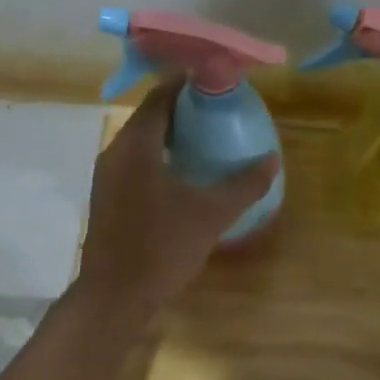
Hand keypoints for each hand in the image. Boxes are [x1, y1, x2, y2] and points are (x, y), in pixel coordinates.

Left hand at [76, 79, 280, 314]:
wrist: (114, 298)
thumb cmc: (162, 246)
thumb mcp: (212, 213)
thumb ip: (245, 184)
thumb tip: (272, 159)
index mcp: (136, 145)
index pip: (160, 96)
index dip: (187, 83)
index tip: (216, 80)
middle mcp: (116, 153)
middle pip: (150, 115)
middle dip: (184, 108)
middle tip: (220, 109)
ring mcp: (108, 177)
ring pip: (142, 140)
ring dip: (172, 133)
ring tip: (208, 137)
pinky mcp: (109, 198)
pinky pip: (137, 161)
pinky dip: (161, 155)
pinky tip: (186, 173)